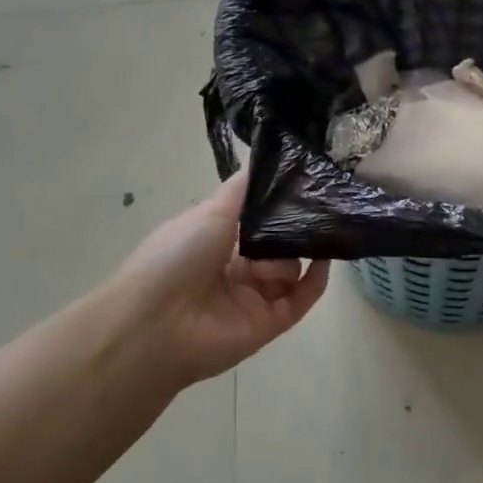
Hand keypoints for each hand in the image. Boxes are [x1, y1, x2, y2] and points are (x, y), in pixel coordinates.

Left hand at [98, 173, 328, 388]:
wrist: (158, 322)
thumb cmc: (178, 256)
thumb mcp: (210, 211)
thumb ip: (242, 189)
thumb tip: (264, 158)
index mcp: (217, 241)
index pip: (258, 221)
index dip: (278, 206)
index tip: (304, 185)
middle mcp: (236, 268)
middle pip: (278, 244)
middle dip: (292, 230)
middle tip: (313, 212)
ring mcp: (254, 298)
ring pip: (291, 269)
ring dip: (289, 257)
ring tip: (270, 260)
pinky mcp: (269, 324)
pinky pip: (301, 300)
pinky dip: (316, 280)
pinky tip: (324, 260)